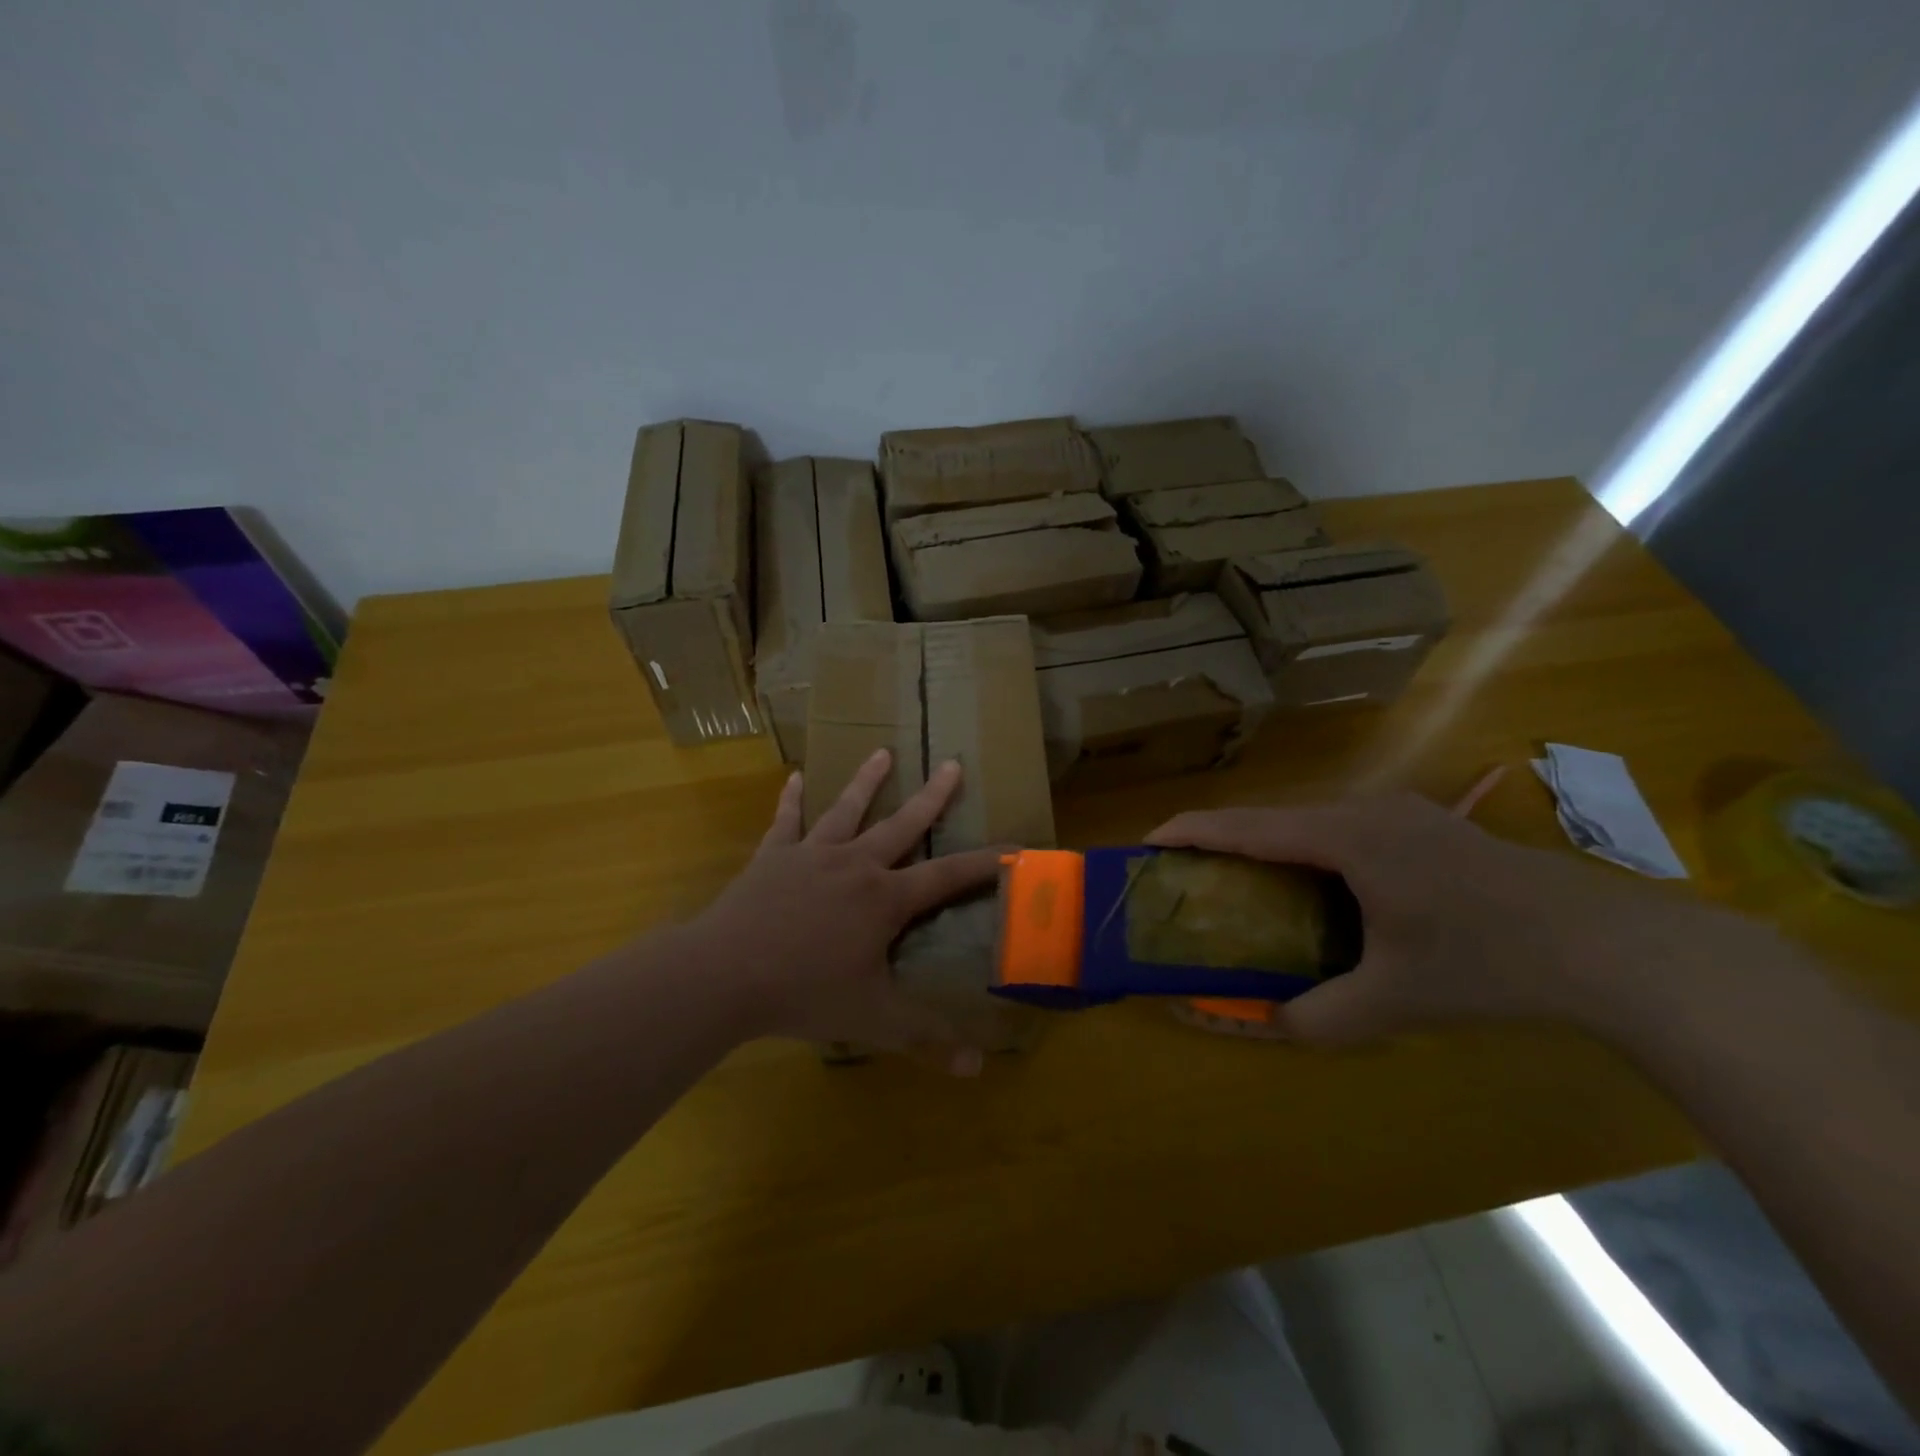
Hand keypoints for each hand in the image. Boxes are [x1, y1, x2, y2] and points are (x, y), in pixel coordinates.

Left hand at [685, 749, 1003, 1071]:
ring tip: (882, 752)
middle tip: (952, 764)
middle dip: (933, 796)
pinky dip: (791, 800)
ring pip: (847, 809)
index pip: (948, 876)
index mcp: (885, 898)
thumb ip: (926, 1039)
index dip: (985, 863)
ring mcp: (811, 854)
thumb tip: (977, 1069)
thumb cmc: (805, 993)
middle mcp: (855, 864)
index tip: (1016, 846)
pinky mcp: (773, 857)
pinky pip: (786, 821)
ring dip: (867, 781)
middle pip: (902, 824)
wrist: (726, 974)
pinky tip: (794, 777)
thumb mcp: (873, 1020)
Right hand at [1148, 793, 1725, 1044]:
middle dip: (1223, 841)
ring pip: (1308, 822)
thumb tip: (1260, 1022)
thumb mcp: (1393, 1002)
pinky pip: (1342, 829)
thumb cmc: (1487, 963)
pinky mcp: (1424, 824)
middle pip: (1271, 818)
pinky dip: (1307, 850)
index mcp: (1343, 837)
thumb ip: (1315, 1017)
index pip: (1244, 825)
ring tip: (1244, 883)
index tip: (1147, 843)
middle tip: (1191, 876)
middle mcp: (1363, 809)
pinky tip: (1319, 887)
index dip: (1189, 830)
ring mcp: (1399, 811)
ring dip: (1268, 846)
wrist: (1609, 946)